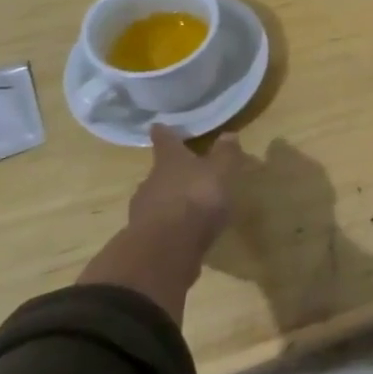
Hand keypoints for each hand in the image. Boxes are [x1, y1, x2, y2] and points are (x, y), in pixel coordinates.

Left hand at [78, 126, 242, 322]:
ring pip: (156, 198)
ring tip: (188, 206)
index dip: (164, 133)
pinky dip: (169, 225)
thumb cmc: (197, 198)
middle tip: (185, 173)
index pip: (165, 141)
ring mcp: (144, 211)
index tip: (158, 125)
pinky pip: (159, 225)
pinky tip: (184, 232)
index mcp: (170, 161)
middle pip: (159, 172)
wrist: (166, 248)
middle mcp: (151, 181)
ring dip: (169, 200)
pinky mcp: (144, 238)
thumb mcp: (221, 172)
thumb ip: (225, 154)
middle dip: (171, 172)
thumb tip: (229, 133)